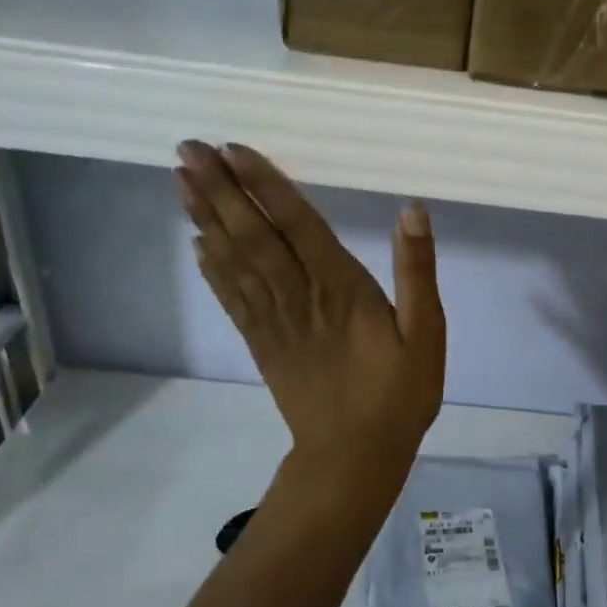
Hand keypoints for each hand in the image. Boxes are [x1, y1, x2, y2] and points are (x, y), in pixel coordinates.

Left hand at [175, 142, 445, 478]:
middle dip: (220, 190)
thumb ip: (417, 271)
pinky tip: (196, 244)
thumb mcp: (427, 334)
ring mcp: (274, 321)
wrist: (354, 457)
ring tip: (180, 181)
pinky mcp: (262, 345)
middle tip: (186, 149)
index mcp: (341, 287)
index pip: (297, 223)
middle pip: (253, 235)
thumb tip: (412, 211)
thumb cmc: (399, 394)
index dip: (265, 184)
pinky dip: (212, 269)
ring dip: (206, 219)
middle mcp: (299, 295)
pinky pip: (231, 299)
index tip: (231, 149)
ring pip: (234, 261)